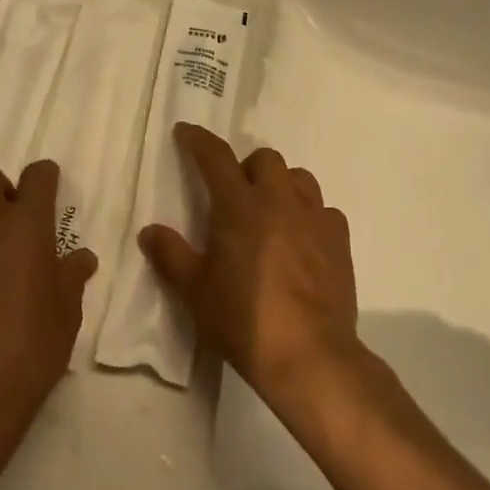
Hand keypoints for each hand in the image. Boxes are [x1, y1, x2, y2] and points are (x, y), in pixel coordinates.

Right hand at [140, 124, 362, 412]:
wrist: (311, 356)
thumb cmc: (244, 320)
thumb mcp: (195, 292)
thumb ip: (171, 255)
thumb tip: (150, 231)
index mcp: (238, 205)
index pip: (215, 156)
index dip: (198, 140)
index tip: (185, 132)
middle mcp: (278, 200)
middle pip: (265, 158)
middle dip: (247, 167)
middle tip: (235, 194)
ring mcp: (313, 218)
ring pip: (299, 178)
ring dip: (282, 185)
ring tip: (271, 212)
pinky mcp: (340, 242)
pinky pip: (325, 211)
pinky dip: (311, 216)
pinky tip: (303, 240)